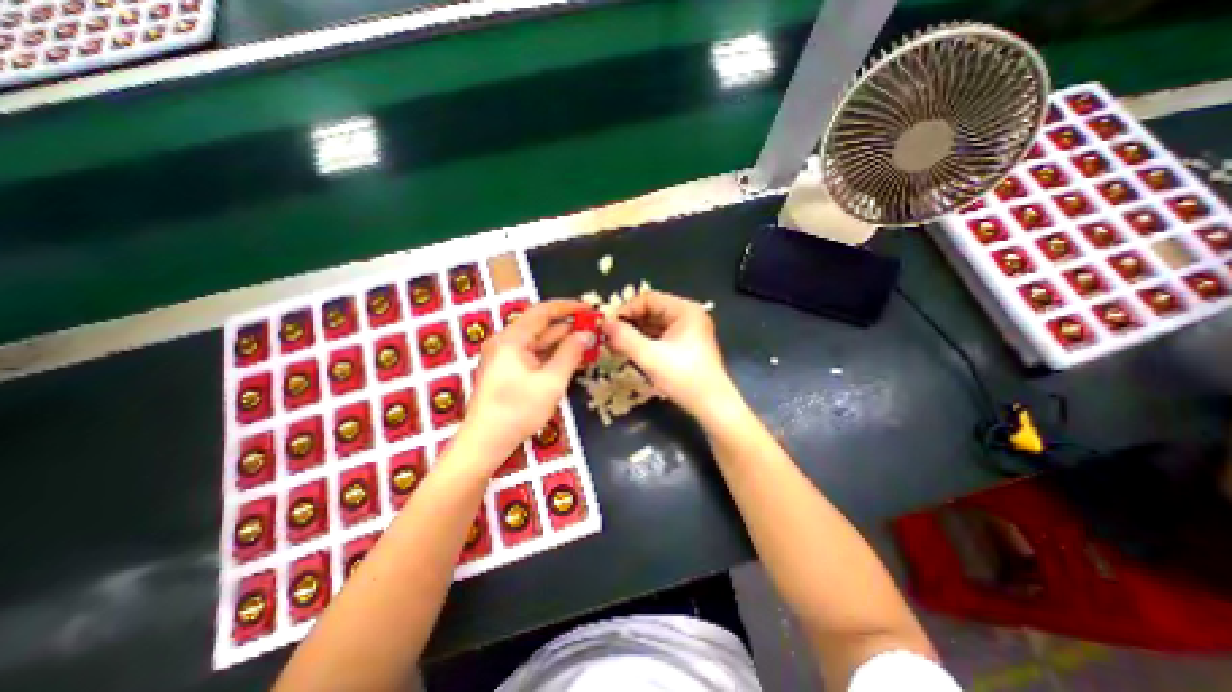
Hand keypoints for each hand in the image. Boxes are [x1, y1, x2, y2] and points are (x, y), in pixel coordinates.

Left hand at [462, 297, 597, 464]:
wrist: (485, 442)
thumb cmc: (518, 411)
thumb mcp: (551, 382)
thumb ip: (570, 354)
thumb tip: (587, 334)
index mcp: (512, 339)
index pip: (543, 311)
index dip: (568, 307)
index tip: (590, 310)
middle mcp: (506, 342)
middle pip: (541, 326)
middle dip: (569, 327)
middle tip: (595, 330)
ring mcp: (505, 356)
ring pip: (539, 342)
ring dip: (563, 342)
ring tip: (589, 344)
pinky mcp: (507, 369)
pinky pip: (534, 355)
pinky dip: (552, 355)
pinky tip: (571, 359)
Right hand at [599, 290, 740, 424]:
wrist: (712, 406)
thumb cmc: (684, 378)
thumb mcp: (650, 357)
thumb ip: (624, 338)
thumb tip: (604, 324)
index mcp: (685, 310)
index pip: (648, 299)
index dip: (626, 310)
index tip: (608, 326)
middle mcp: (688, 316)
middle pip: (651, 311)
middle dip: (629, 323)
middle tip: (608, 337)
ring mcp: (688, 332)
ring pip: (654, 325)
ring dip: (635, 334)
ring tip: (615, 346)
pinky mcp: (686, 346)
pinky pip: (660, 337)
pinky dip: (645, 343)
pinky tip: (631, 352)